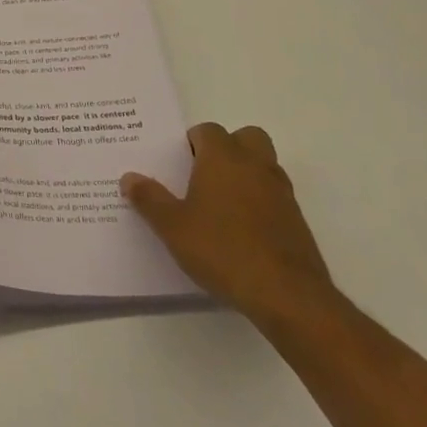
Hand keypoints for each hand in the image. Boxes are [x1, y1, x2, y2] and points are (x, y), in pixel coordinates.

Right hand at [121, 123, 335, 329]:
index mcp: (223, 158)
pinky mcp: (297, 220)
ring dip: (246, 174)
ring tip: (221, 203)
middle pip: (246, 137)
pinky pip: (275, 196)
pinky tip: (242, 231)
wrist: (287, 295)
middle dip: (228, 148)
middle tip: (204, 174)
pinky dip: (261, 202)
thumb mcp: (172, 227)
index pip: (208, 130)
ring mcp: (282, 192)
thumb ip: (149, 199)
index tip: (178, 163)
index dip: (192, 142)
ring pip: (264, 165)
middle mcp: (255, 166)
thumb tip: (129, 178)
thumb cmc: (222, 249)